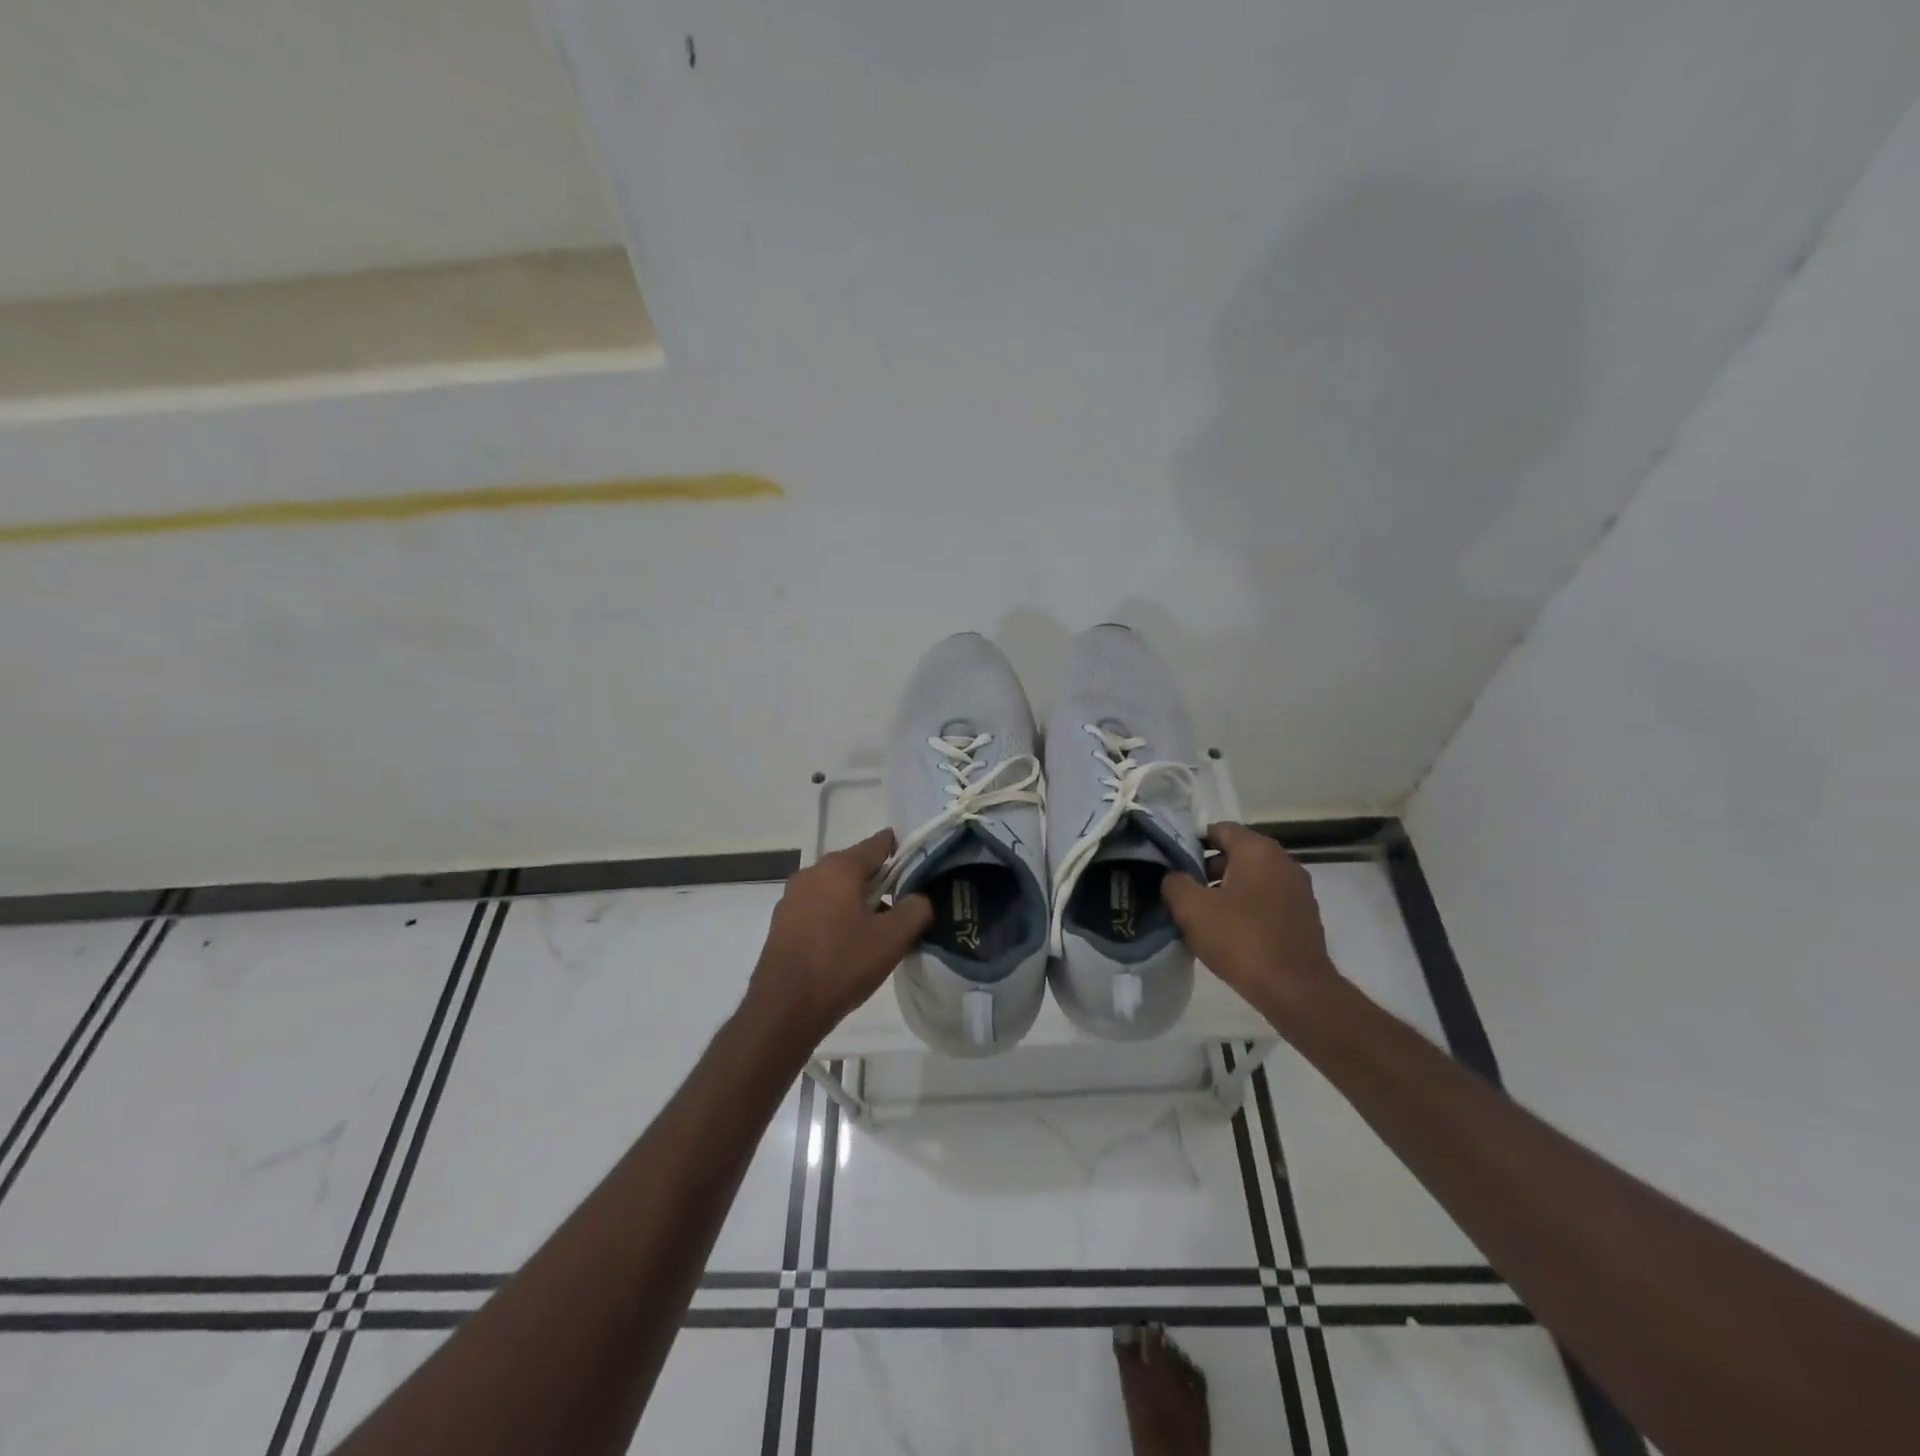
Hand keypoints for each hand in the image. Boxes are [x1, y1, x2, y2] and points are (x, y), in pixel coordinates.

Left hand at [745, 830, 932, 1044]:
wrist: (784, 1008)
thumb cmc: (842, 965)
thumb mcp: (892, 939)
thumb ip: (915, 910)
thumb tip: (919, 898)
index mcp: (839, 868)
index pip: (877, 844)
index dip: (899, 850)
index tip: (917, 864)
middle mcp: (812, 873)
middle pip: (854, 866)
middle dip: (879, 881)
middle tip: (902, 904)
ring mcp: (792, 898)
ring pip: (835, 889)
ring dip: (856, 901)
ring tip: (876, 928)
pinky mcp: (781, 922)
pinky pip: (818, 908)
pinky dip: (836, 916)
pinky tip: (847, 943)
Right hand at [1162, 822, 1339, 1026]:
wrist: (1296, 991)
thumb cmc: (1241, 940)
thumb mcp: (1191, 909)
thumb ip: (1174, 883)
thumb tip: (1175, 877)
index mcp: (1258, 850)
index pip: (1219, 829)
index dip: (1192, 843)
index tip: (1173, 865)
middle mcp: (1283, 862)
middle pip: (1236, 853)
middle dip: (1208, 869)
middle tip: (1184, 893)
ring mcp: (1299, 890)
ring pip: (1252, 879)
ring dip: (1227, 891)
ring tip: (1204, 916)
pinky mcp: (1304, 917)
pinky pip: (1267, 901)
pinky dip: (1248, 908)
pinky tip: (1231, 933)